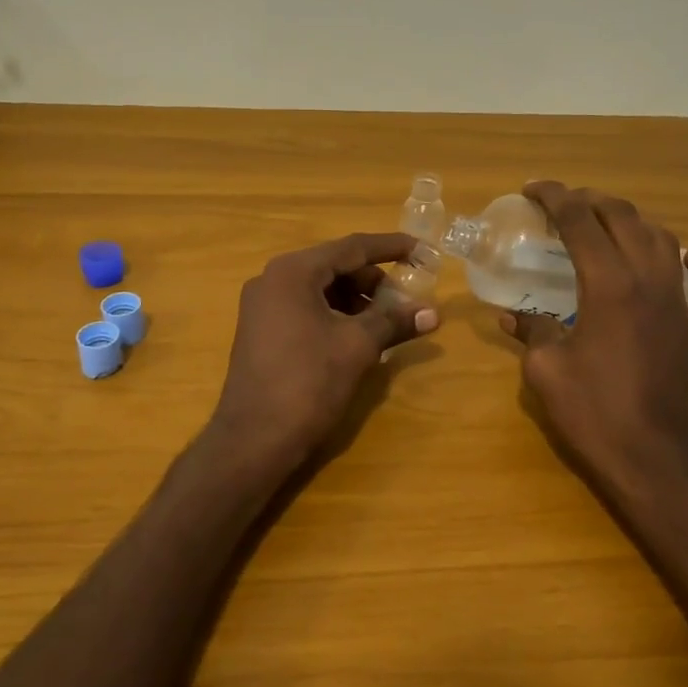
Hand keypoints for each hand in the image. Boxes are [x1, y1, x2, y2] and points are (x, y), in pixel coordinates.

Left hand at [210, 232, 439, 474]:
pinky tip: (358, 336)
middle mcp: (272, 280)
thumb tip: (433, 313)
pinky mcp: (261, 331)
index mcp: (293, 272)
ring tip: (387, 322)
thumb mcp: (357, 347)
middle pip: (334, 267)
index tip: (422, 250)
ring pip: (320, 290)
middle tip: (407, 299)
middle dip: (373, 280)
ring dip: (356, 300)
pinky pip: (305, 309)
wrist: (254, 439)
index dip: (390, 247)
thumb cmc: (308, 382)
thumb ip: (394, 321)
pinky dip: (335, 315)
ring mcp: (262, 306)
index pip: (351, 247)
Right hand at [501, 182, 687, 509]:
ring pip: (665, 241)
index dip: (554, 197)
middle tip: (563, 204)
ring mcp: (681, 304)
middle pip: (624, 219)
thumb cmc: (591, 412)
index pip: (579, 221)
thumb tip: (512, 317)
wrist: (650, 458)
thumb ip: (532, 331)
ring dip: (634, 222)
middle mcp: (649, 281)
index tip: (532, 190)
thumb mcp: (545, 369)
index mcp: (608, 285)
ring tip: (608, 223)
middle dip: (590, 201)